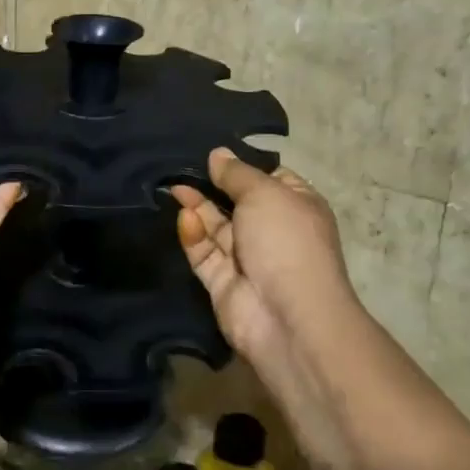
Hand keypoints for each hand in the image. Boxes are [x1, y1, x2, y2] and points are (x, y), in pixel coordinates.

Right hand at [169, 148, 355, 360]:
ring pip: (216, 226)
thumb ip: (236, 174)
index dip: (242, 166)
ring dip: (197, 207)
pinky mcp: (222, 282)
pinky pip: (204, 252)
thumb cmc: (286, 241)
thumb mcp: (264, 193)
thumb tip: (217, 154)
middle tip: (180, 166)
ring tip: (174, 188)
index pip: (268, 178)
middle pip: (236, 202)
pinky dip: (194, 236)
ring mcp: (247, 258)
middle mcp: (272, 230)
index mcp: (296, 206)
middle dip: (212, 185)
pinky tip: (184, 218)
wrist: (287, 316)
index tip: (212, 153)